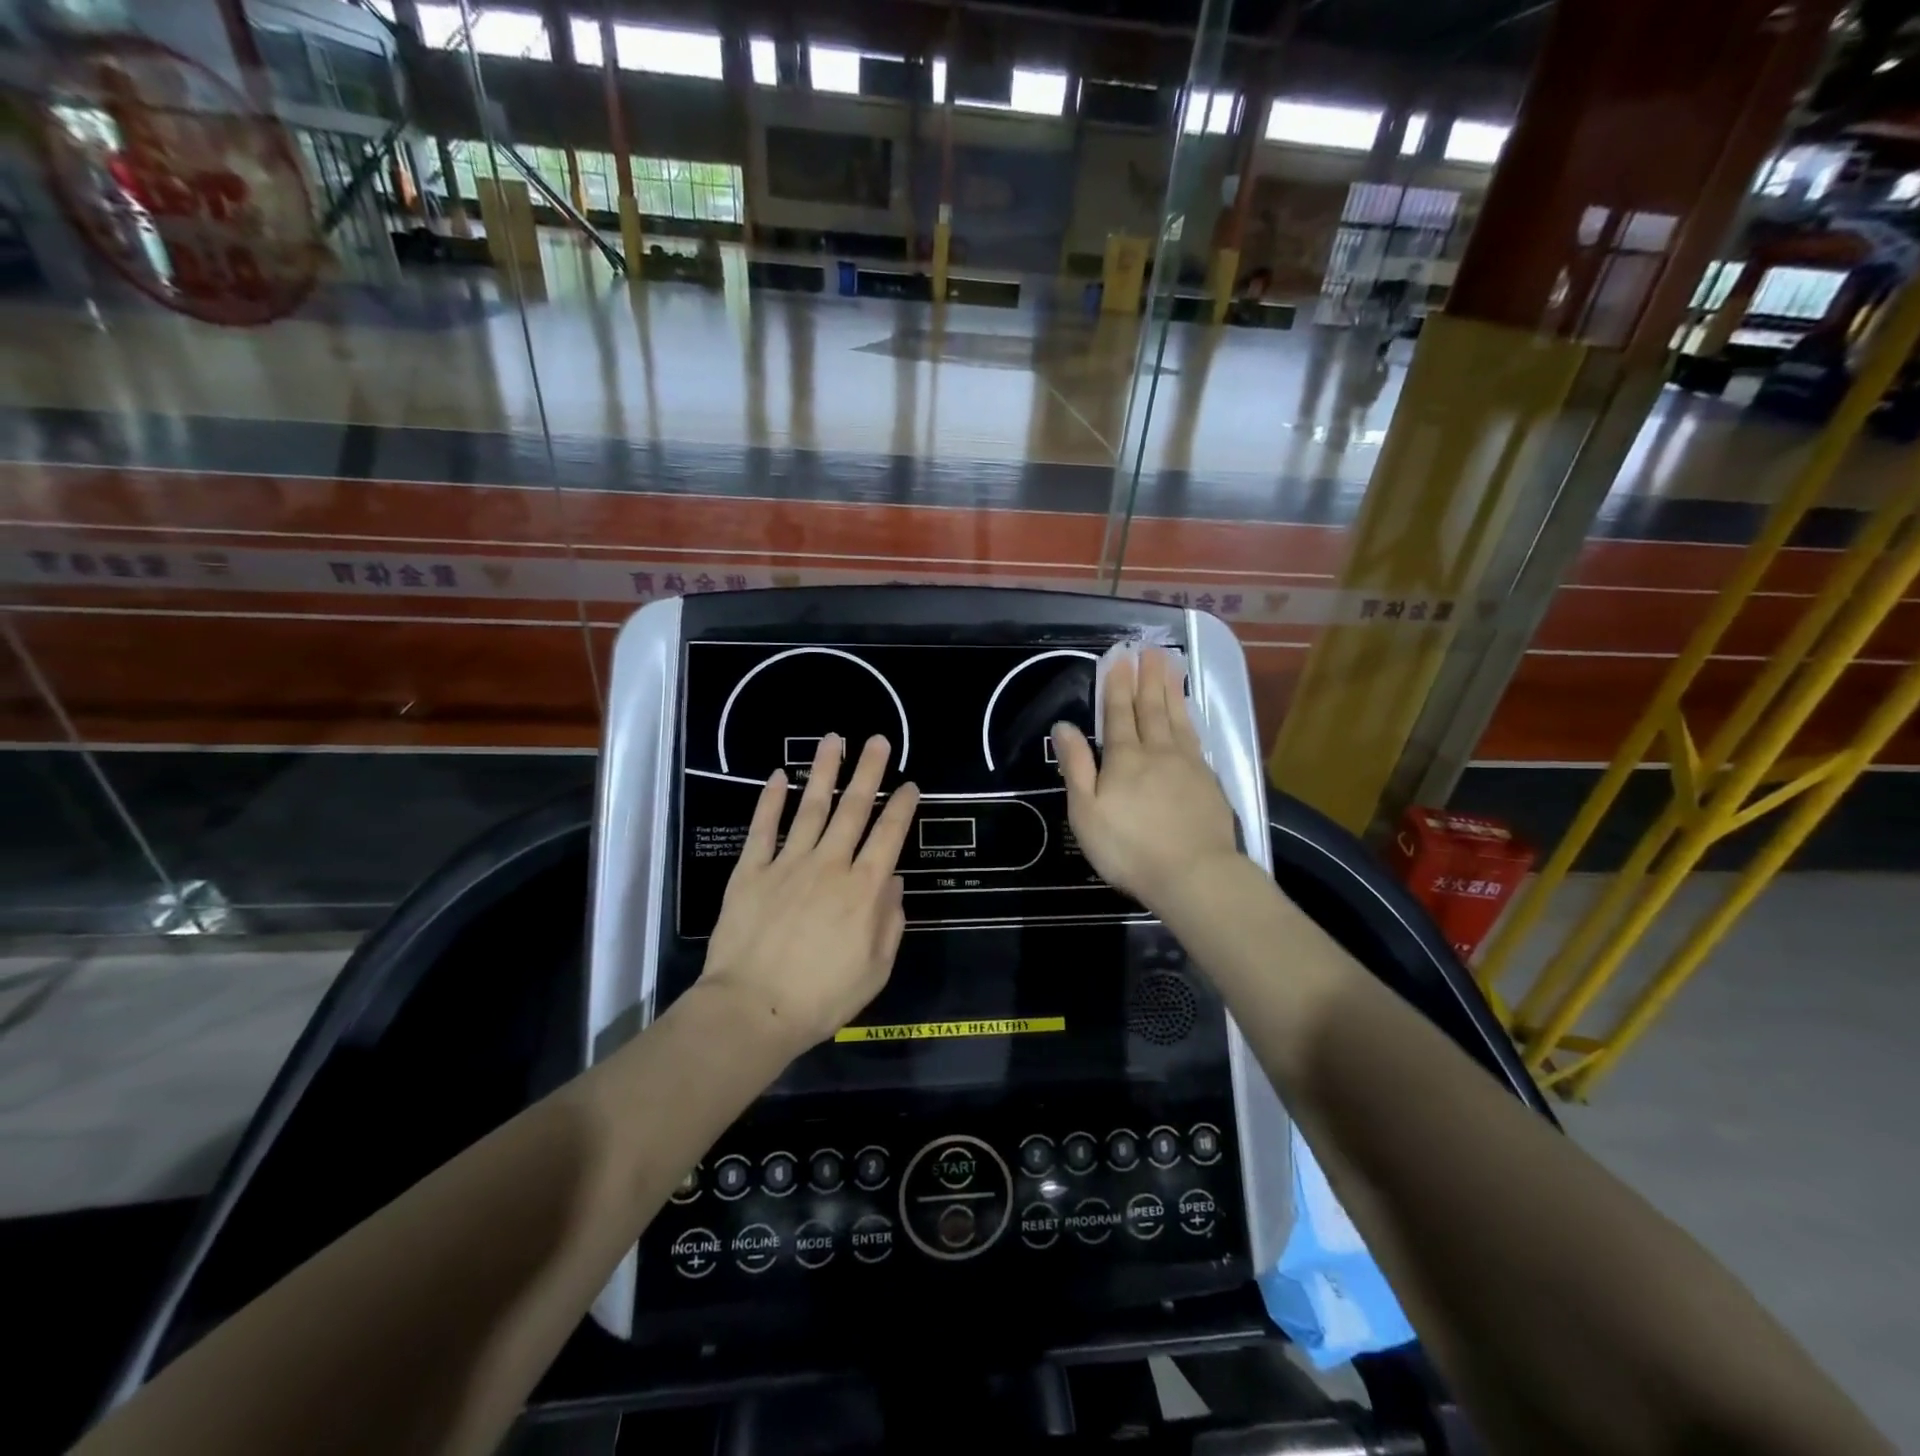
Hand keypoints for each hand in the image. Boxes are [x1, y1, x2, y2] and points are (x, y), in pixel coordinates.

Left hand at [701, 734, 919, 1053]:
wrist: (752, 1010)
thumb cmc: (821, 998)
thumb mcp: (875, 970)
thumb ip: (890, 922)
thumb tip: (893, 882)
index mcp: (863, 890)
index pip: (889, 836)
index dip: (902, 807)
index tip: (910, 784)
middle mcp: (830, 865)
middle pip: (853, 809)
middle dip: (869, 772)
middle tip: (878, 740)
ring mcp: (788, 864)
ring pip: (810, 807)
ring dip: (823, 771)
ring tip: (834, 740)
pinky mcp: (751, 871)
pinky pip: (763, 829)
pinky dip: (770, 800)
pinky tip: (777, 776)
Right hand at [1053, 648, 1241, 914]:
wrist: (1194, 874)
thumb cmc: (1129, 848)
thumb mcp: (1086, 812)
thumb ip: (1076, 766)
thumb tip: (1063, 726)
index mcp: (1124, 759)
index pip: (1118, 714)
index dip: (1117, 684)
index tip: (1120, 656)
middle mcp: (1158, 752)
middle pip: (1151, 708)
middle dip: (1147, 677)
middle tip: (1149, 647)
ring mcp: (1188, 765)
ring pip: (1177, 718)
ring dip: (1171, 689)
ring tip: (1171, 664)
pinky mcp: (1208, 781)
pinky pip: (1195, 738)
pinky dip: (1190, 718)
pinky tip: (1189, 713)